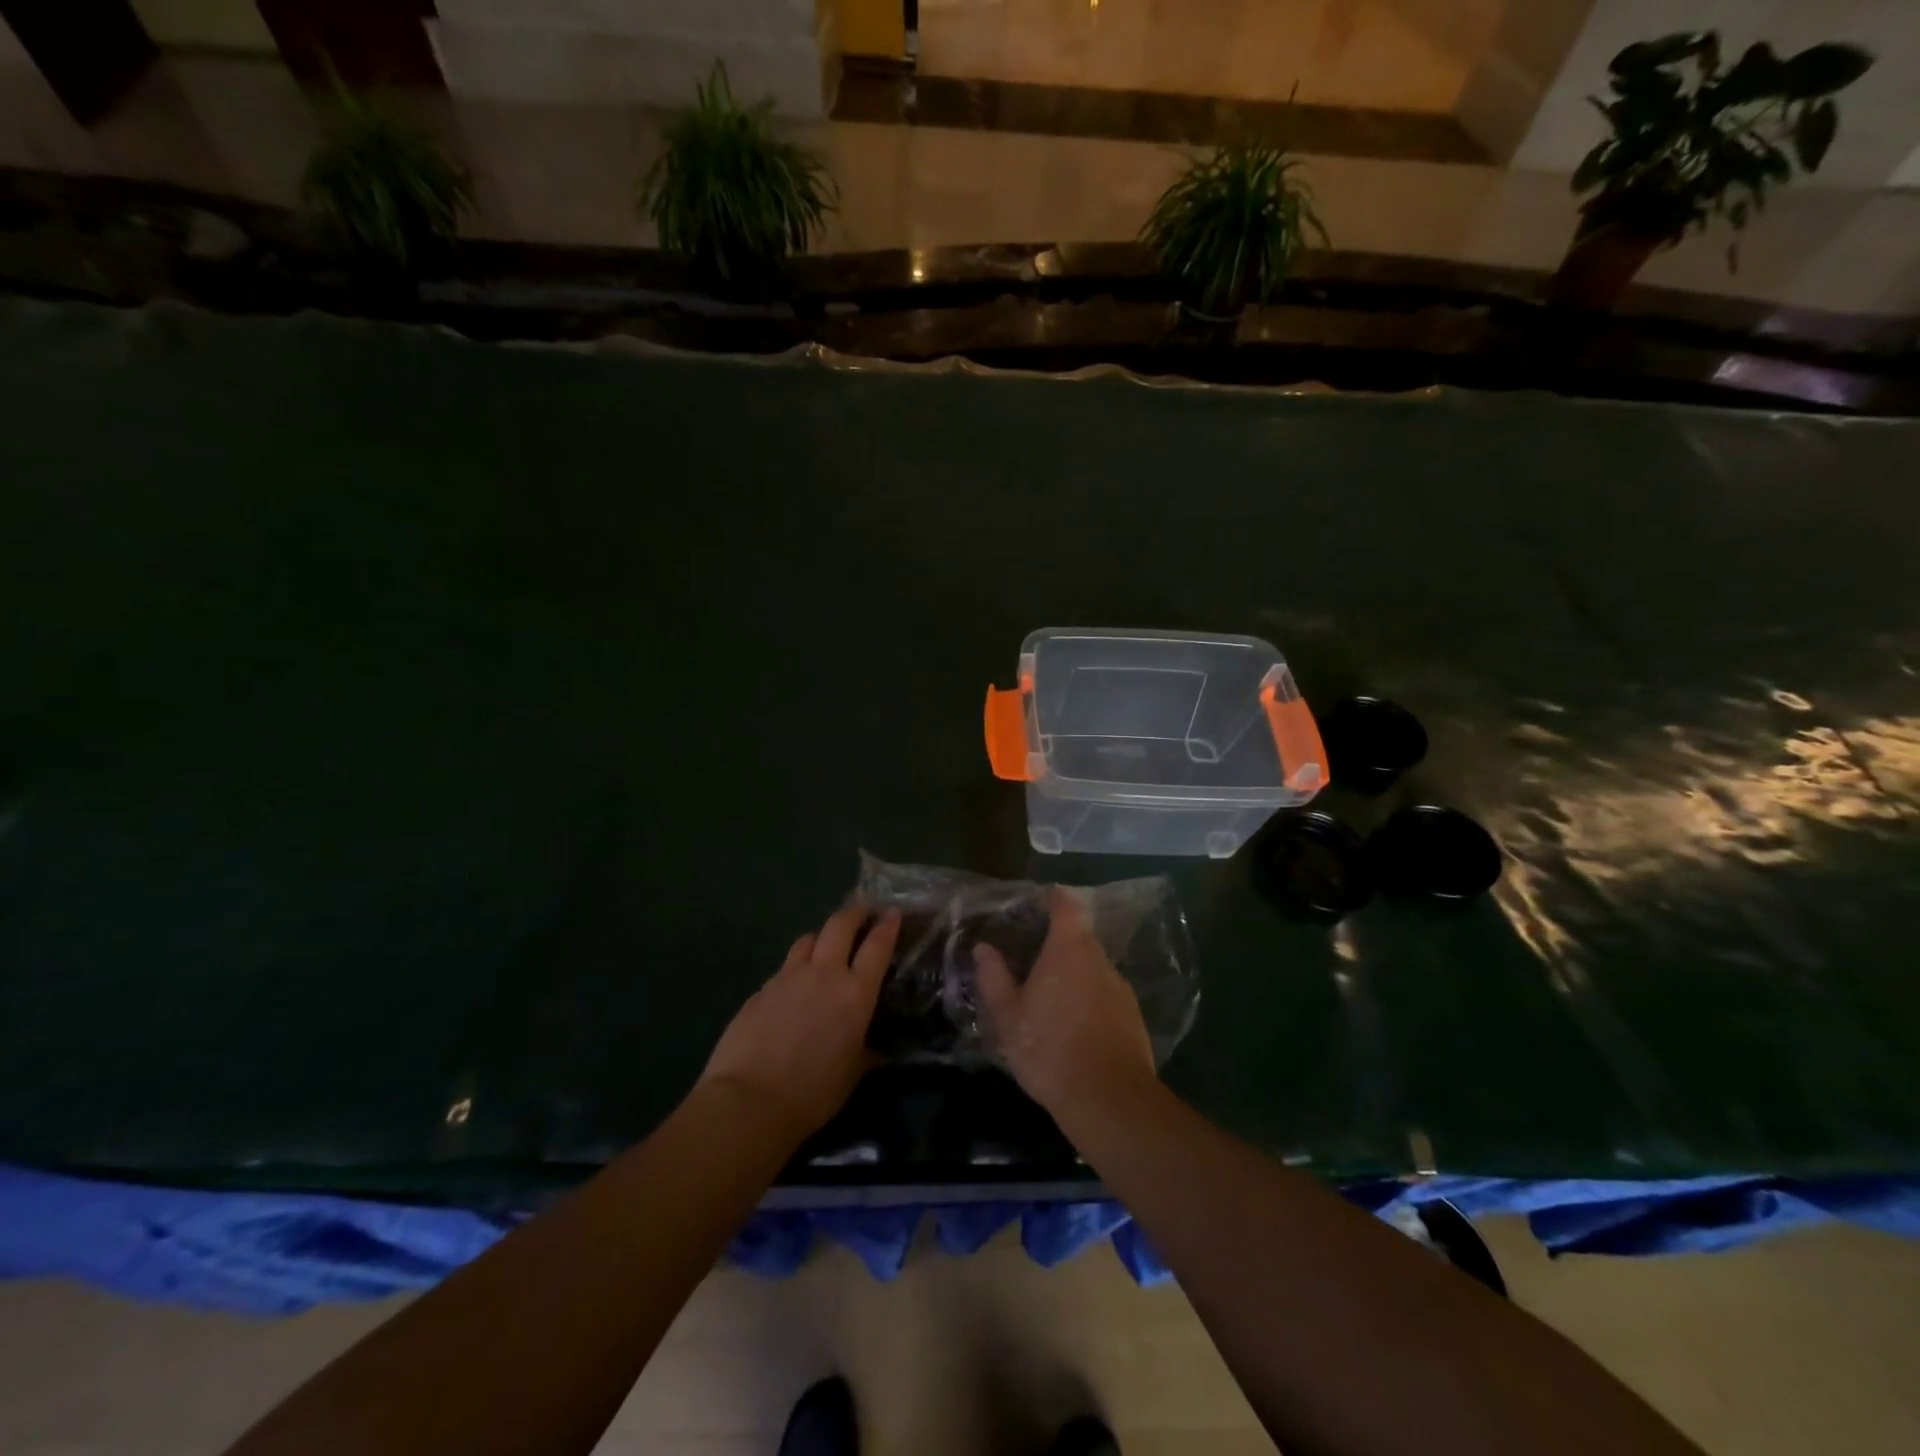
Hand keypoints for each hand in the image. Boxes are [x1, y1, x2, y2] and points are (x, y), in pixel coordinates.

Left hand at [699, 904, 901, 1141]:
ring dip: (821, 937)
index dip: (887, 925)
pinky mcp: (761, 989)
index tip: (893, 912)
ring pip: (808, 939)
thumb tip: (873, 1047)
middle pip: (840, 925)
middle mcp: (823, 974)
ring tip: (825, 946)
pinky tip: (793, 989)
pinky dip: (794, 969)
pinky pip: (784, 968)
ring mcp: (788, 977)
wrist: (749, 1100)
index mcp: (855, 993)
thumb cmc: (812, 1093)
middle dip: (854, 913)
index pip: (877, 946)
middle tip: (862, 913)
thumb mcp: (852, 1073)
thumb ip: (865, 1051)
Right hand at [974, 888, 1156, 1121]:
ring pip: (1092, 969)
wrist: (1109, 1099)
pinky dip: (1088, 1000)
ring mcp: (1120, 988)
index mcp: (1068, 949)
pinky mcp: (1133, 1016)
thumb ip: (994, 977)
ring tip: (1049, 999)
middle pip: (1079, 938)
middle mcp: (1099, 960)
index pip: (1066, 906)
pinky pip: (1105, 995)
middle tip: (1031, 961)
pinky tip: (1073, 1027)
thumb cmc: (1050, 1049)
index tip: (1037, 902)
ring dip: (1073, 975)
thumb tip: (983, 947)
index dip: (1053, 898)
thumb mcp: (1009, 1017)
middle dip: (1057, 944)